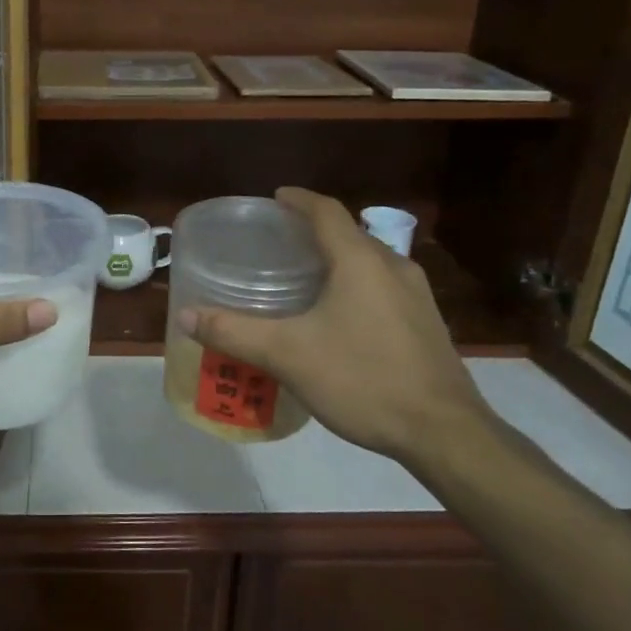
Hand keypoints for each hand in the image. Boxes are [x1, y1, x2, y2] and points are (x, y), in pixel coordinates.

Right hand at [179, 188, 493, 466]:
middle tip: (279, 242)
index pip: (326, 211)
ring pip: (369, 262)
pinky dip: (356, 285)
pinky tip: (340, 317)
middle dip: (315, 231)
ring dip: (338, 259)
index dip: (298, 199)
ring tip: (305, 277)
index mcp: (360, 261)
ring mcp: (417, 295)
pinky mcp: (427, 323)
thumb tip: (186, 315)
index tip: (275, 198)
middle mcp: (393, 267)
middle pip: (349, 234)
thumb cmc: (362, 379)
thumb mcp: (288, 355)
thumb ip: (234, 332)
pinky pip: (384, 287)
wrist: (444, 432)